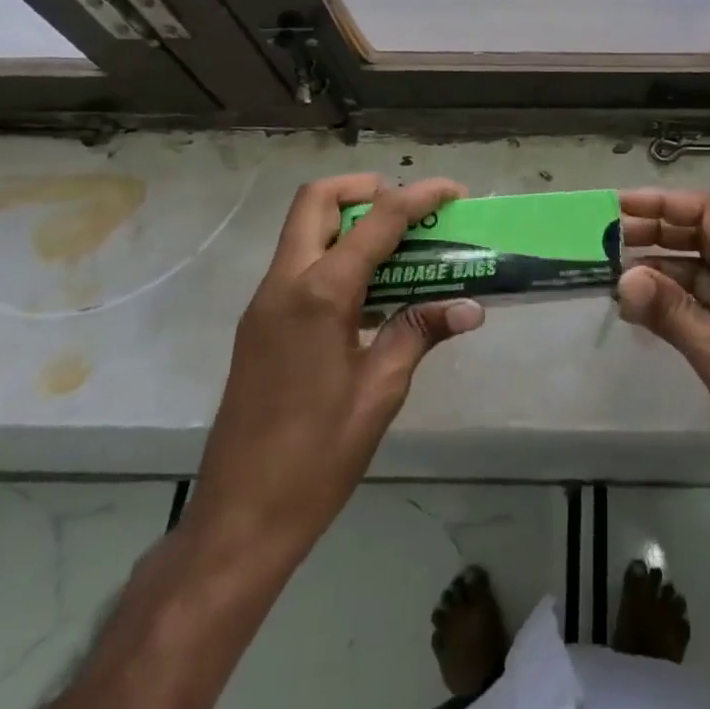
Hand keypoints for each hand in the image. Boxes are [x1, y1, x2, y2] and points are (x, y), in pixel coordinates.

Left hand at [184, 175, 484, 567]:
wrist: (238, 520)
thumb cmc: (317, 457)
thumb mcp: (380, 391)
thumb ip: (420, 331)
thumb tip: (471, 306)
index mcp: (319, 295)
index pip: (377, 220)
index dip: (419, 196)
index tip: (454, 192)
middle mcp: (284, 284)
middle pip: (317, 199)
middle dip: (366, 188)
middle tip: (410, 209)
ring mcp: (264, 303)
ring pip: (303, 228)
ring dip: (350, 219)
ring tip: (399, 245)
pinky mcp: (259, 325)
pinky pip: (298, 263)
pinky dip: (335, 253)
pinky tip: (370, 291)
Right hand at [616, 189, 709, 576]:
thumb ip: (671, 312)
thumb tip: (623, 277)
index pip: (709, 214)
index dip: (664, 203)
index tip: (620, 205)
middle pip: (702, 237)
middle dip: (657, 232)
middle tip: (607, 238)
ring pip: (698, 272)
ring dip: (659, 269)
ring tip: (612, 271)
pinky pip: (700, 305)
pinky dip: (670, 302)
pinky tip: (638, 308)